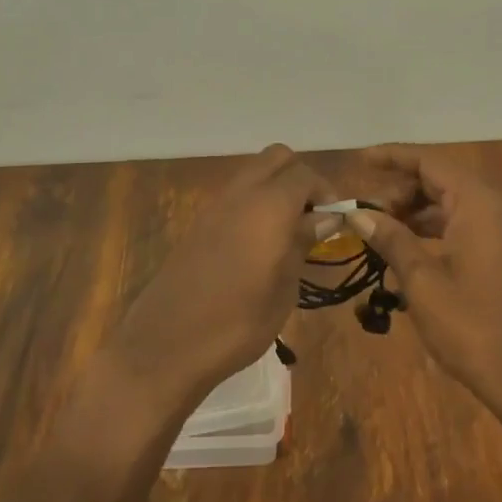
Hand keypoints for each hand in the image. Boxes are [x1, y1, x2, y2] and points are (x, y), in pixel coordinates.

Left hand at [113, 144, 331, 405]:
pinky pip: (235, 194)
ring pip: (254, 172)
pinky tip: (258, 243)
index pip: (305, 175)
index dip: (326, 192)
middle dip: (300, 178)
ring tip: (287, 232)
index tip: (335, 222)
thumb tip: (326, 217)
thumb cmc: (237, 322)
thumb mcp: (284, 287)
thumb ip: (303, 242)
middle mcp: (242, 193)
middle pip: (277, 158)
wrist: (167, 343)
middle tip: (311, 217)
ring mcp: (216, 204)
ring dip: (276, 188)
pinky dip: (254, 202)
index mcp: (269, 205)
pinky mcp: (199, 221)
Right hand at [349, 145, 501, 412]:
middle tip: (367, 213)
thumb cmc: (475, 327)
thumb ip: (391, 239)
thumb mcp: (423, 282)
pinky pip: (468, 228)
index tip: (360, 160)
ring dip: (417, 214)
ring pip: (454, 205)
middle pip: (441, 181)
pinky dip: (437, 232)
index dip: (392, 157)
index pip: (428, 161)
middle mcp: (498, 208)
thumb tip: (359, 212)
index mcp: (479, 203)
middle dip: (401, 191)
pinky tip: (412, 255)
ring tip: (383, 234)